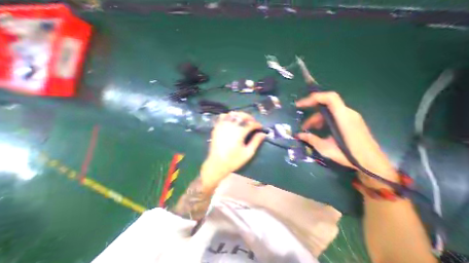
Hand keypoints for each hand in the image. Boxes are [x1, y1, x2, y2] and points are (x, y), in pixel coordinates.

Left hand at [202, 111, 264, 186]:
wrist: (216, 164)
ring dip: (239, 115)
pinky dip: (228, 116)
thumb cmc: (233, 160)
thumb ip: (256, 142)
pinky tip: (231, 120)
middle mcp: (230, 126)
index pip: (250, 124)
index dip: (257, 124)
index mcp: (239, 132)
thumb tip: (263, 134)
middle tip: (253, 122)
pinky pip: (222, 116)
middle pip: (241, 115)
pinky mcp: (216, 127)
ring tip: (243, 120)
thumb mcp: (248, 153)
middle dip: (249, 117)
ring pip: (232, 114)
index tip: (260, 127)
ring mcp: (222, 125)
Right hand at [294, 92, 396, 184]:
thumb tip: (298, 135)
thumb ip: (311, 139)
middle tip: (303, 126)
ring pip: (329, 112)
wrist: (373, 163)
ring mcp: (351, 117)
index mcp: (343, 117)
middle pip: (326, 106)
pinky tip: (319, 131)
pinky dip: (324, 121)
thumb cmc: (350, 155)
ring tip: (309, 131)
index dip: (313, 98)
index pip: (329, 98)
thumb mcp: (326, 148)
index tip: (299, 105)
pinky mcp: (352, 122)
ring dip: (316, 119)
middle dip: (312, 115)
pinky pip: (334, 116)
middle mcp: (348, 113)